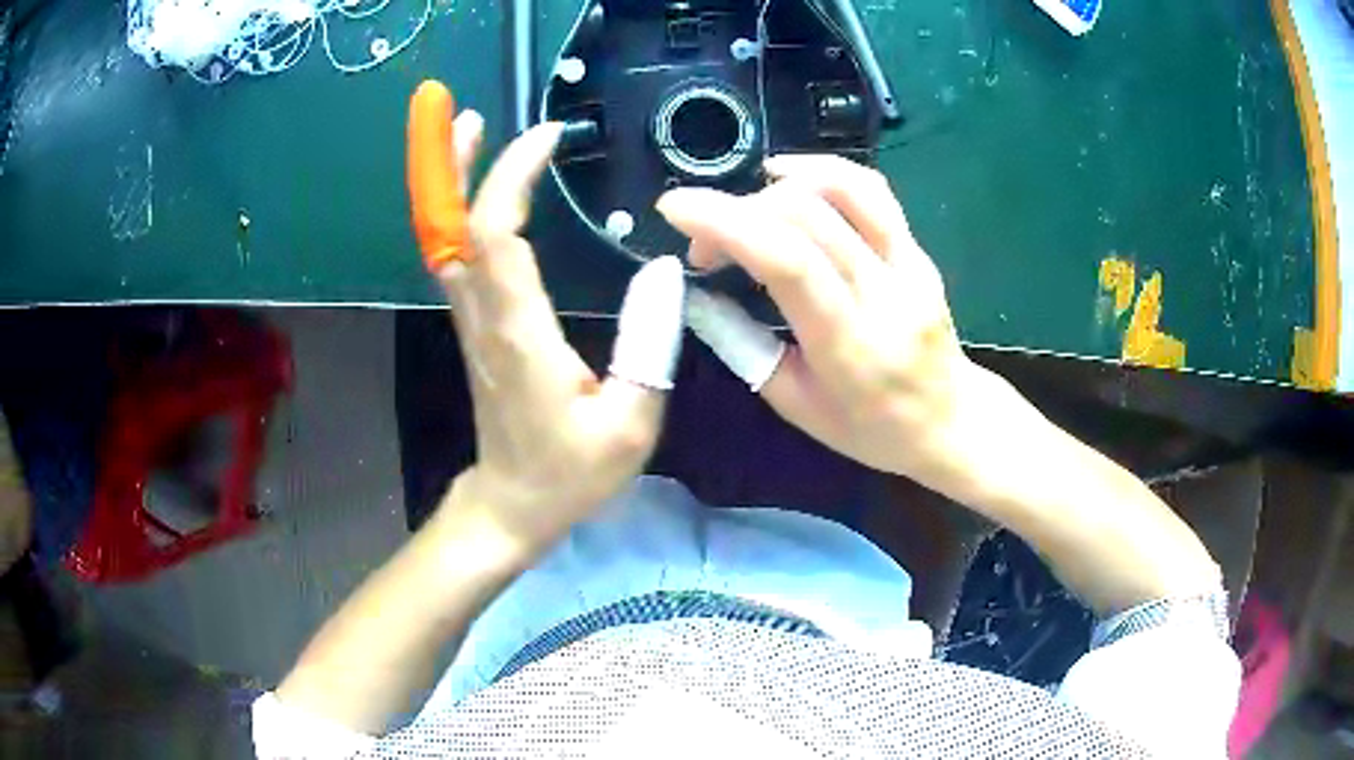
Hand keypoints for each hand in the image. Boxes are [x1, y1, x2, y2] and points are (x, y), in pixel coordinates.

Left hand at [408, 81, 684, 550]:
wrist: (513, 506)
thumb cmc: (570, 473)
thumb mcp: (631, 424)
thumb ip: (650, 347)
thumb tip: (661, 272)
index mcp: (519, 332)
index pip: (498, 236)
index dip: (512, 178)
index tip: (548, 139)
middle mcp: (484, 317)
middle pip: (455, 227)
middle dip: (457, 166)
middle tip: (467, 115)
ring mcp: (473, 322)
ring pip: (450, 240)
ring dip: (454, 183)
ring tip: (472, 134)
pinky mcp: (476, 328)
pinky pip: (459, 258)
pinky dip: (463, 213)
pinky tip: (484, 193)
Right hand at [657, 154, 970, 478]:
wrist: (951, 421)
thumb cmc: (871, 429)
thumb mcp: (796, 406)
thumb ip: (742, 346)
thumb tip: (696, 296)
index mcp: (850, 344)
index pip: (788, 260)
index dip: (725, 222)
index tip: (674, 208)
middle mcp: (885, 293)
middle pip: (808, 214)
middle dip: (737, 211)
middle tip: (706, 245)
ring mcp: (911, 264)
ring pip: (847, 188)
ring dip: (783, 181)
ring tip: (746, 201)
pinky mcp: (919, 249)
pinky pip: (873, 192)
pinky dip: (824, 172)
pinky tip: (792, 180)